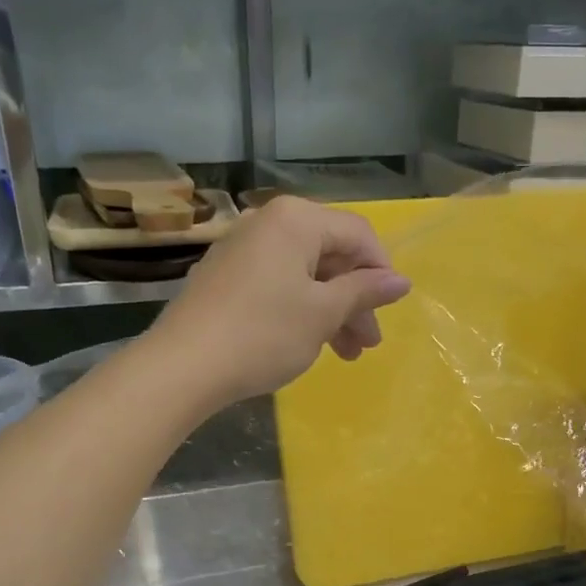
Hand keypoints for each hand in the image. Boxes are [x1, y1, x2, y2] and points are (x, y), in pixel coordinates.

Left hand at [151, 196, 411, 405]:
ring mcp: (241, 250)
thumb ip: (364, 292)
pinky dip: (300, 311)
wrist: (184, 366)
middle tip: (368, 344)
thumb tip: (401, 280)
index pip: (358, 234)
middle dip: (355, 300)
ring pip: (304, 275)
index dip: (381, 271)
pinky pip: (277, 285)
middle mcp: (267, 223)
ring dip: (331, 312)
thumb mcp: (322, 314)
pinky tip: (307, 344)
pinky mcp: (224, 278)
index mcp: (296, 219)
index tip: (389, 310)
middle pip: (330, 255)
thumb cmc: (264, 334)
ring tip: (345, 355)